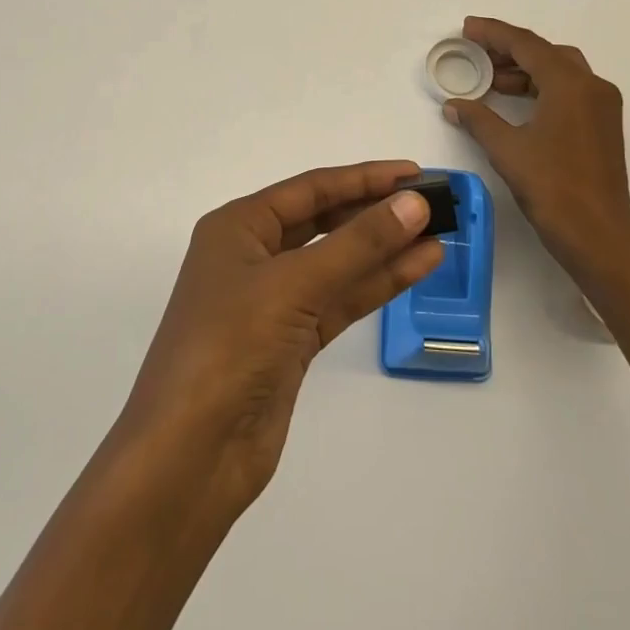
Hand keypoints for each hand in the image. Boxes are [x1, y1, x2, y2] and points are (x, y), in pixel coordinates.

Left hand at [119, 161, 442, 516]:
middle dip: (375, 212)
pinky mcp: (291, 342)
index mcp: (238, 227)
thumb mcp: (294, 285)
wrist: (190, 456)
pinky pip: (340, 300)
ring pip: (337, 263)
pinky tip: (417, 268)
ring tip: (438, 233)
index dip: (364, 178)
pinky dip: (377, 285)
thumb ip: (358, 243)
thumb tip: (413, 203)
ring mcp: (273, 302)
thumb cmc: (230, 347)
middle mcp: (253, 256)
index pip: (311, 189)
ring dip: (384, 249)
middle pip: (325, 222)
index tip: (415, 173)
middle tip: (432, 203)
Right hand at [441, 16, 629, 278]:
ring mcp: (602, 107)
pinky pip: (569, 92)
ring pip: (560, 72)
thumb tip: (454, 104)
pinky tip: (515, 104)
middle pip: (546, 53)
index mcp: (570, 84)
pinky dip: (541, 89)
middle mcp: (592, 86)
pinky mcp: (603, 127)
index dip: (494, 33)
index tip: (467, 28)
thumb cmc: (552, 188)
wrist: (599, 238)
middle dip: (510, 50)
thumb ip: (478, 119)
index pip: (527, 45)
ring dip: (526, 71)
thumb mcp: (507, 149)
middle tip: (476, 53)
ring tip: (490, 80)